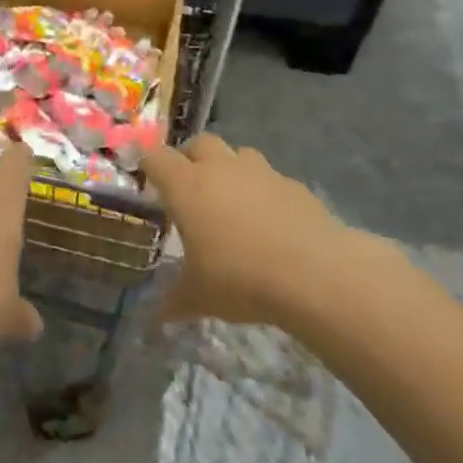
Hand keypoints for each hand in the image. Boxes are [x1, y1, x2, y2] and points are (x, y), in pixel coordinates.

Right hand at [145, 134, 394, 326]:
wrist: (314, 273)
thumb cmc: (240, 279)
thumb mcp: (199, 297)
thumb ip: (174, 301)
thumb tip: (157, 319)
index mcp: (186, 186)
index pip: (156, 158)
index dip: (149, 165)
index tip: (147, 178)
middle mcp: (220, 169)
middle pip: (199, 143)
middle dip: (191, 158)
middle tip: (190, 186)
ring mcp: (260, 172)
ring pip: (238, 153)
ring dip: (230, 168)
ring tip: (232, 200)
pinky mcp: (293, 184)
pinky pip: (271, 177)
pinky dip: (264, 190)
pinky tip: (270, 221)